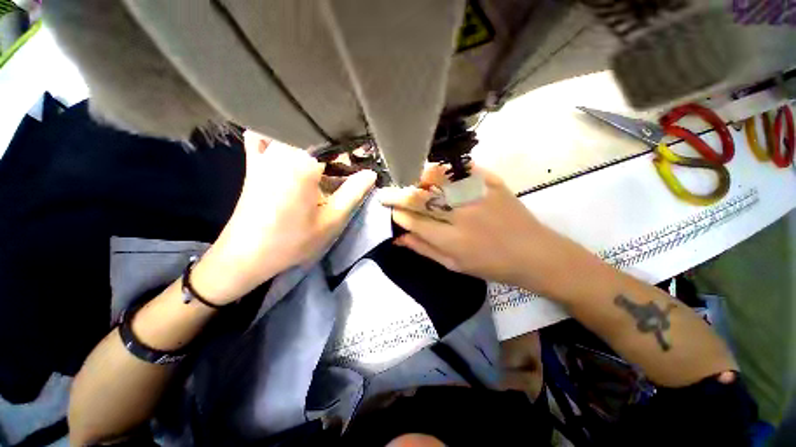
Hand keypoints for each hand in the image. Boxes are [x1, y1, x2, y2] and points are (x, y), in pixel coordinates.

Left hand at [193, 131, 376, 303]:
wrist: (247, 255)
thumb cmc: (293, 240)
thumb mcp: (332, 220)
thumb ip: (353, 193)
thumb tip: (371, 173)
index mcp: (302, 164)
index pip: (335, 144)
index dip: (353, 151)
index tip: (364, 160)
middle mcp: (281, 151)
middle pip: (315, 136)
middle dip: (335, 148)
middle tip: (348, 166)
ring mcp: (263, 155)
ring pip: (292, 132)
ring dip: (312, 142)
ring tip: (326, 160)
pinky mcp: (253, 164)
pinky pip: (264, 137)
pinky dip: (278, 136)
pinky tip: (291, 149)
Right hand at [378, 164, 597, 296]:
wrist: (535, 254)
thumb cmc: (492, 266)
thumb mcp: (455, 266)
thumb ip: (425, 249)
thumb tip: (399, 237)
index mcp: (453, 241)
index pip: (415, 221)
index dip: (398, 214)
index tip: (389, 210)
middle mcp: (463, 216)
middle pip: (422, 199)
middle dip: (399, 194)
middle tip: (387, 192)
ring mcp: (479, 196)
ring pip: (439, 179)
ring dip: (419, 178)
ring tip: (410, 180)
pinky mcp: (493, 183)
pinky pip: (464, 169)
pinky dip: (446, 168)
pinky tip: (437, 172)